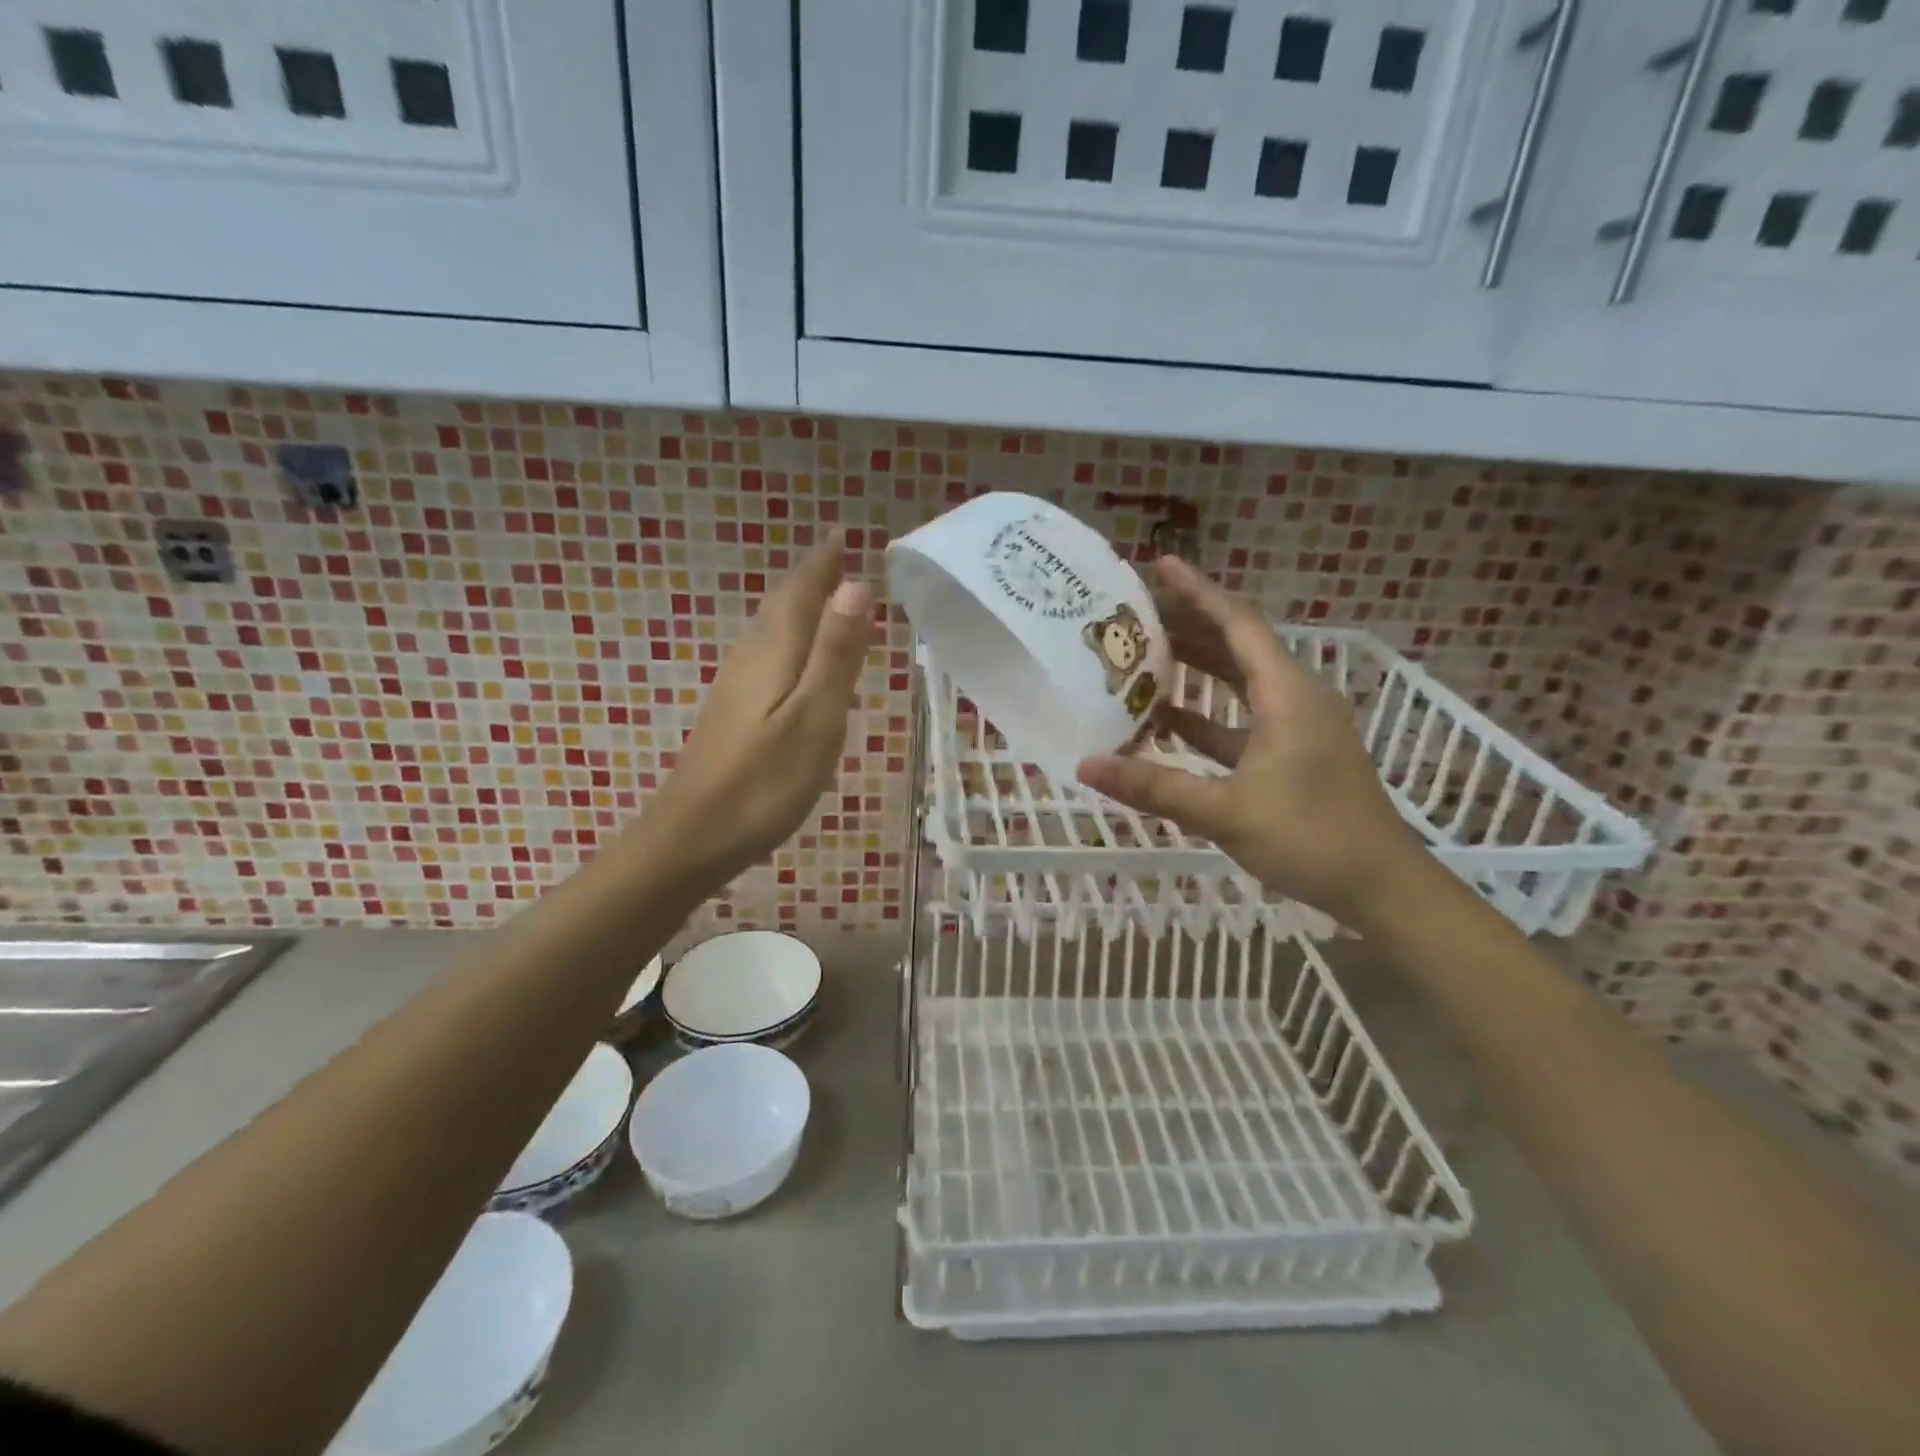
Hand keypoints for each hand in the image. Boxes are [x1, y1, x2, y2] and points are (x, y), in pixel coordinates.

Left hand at [645, 541, 872, 889]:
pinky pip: (766, 656)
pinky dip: (788, 640)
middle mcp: (750, 660)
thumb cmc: (764, 782)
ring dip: (798, 607)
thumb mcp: (815, 717)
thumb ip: (836, 653)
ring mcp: (735, 688)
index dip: (822, 562)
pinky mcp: (732, 715)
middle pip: (781, 606)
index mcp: (773, 653)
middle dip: (810, 579)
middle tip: (838, 557)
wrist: (692, 837)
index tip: (841, 533)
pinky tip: (794, 659)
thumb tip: (856, 585)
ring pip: (770, 631)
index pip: (800, 592)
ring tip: (825, 596)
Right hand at [1076, 556, 1421, 926]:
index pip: (1237, 623)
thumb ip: (1155, 787)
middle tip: (1137, 610)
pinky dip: (1205, 714)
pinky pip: (1240, 719)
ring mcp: (1295, 728)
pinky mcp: (1291, 755)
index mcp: (1288, 694)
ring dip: (1196, 666)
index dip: (1196, 590)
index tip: (1158, 564)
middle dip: (1189, 623)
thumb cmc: (1311, 838)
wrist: (1382, 888)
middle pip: (1236, 645)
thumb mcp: (1226, 811)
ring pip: (1239, 682)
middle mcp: (1295, 697)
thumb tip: (1087, 765)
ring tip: (1144, 652)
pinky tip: (1167, 718)